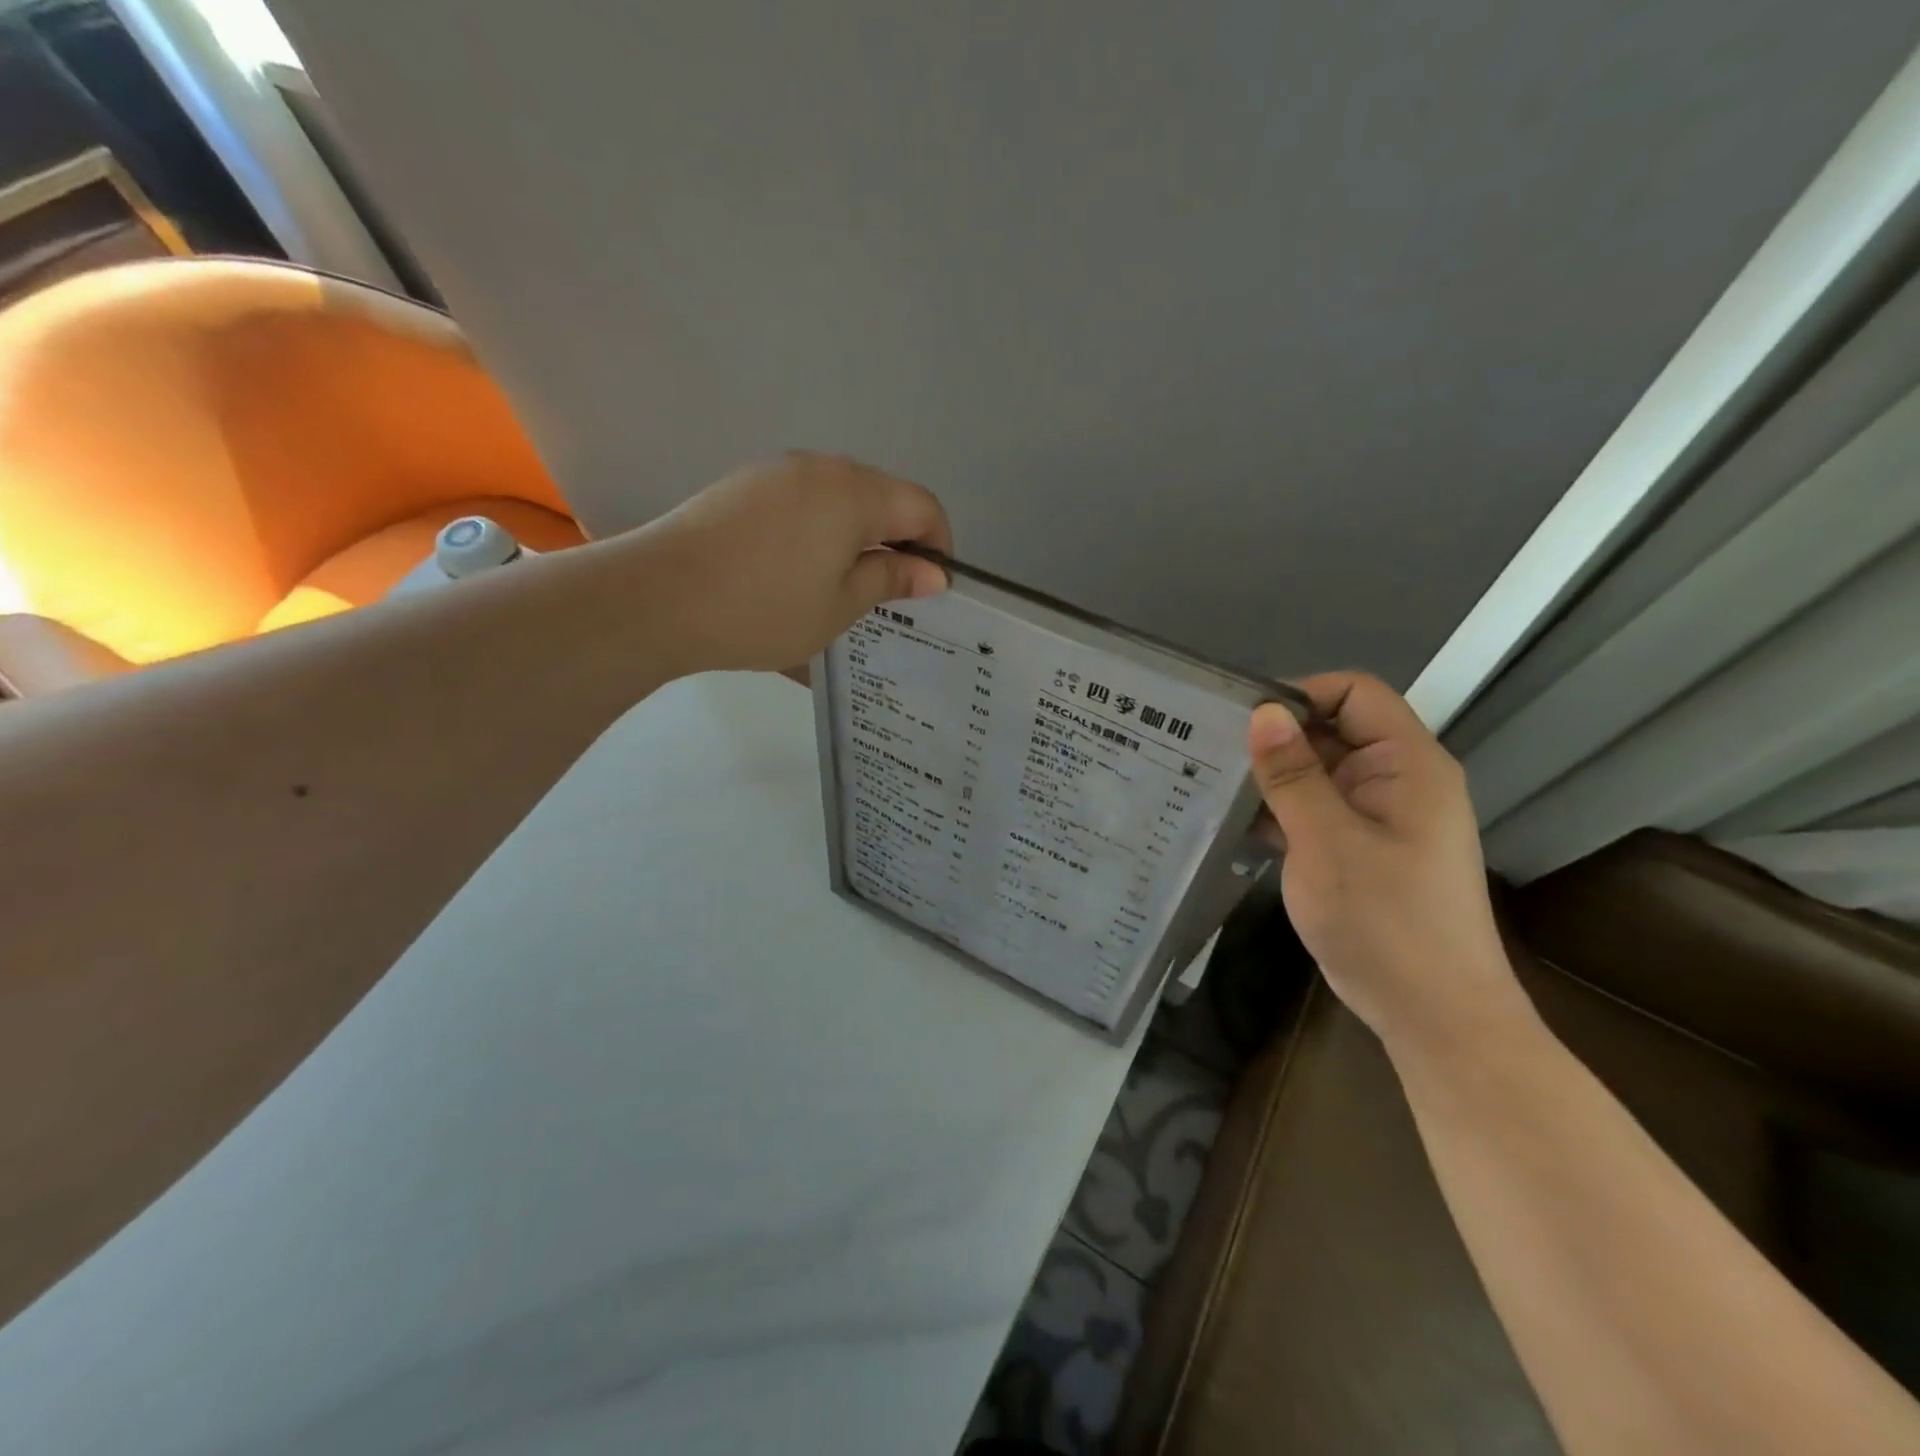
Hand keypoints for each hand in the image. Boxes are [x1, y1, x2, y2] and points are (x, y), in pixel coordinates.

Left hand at [622, 452, 952, 673]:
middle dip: (897, 540)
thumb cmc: (764, 609)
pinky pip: (801, 502)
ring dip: (855, 536)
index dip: (938, 545)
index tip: (931, 588)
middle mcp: (819, 468)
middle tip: (889, 594)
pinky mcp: (743, 487)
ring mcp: (775, 473)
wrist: (657, 597)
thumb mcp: (840, 605)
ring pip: (839, 499)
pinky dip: (817, 531)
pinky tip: (796, 572)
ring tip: (840, 587)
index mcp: (853, 492)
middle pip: (881, 496)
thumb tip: (933, 572)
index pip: (922, 506)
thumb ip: (891, 579)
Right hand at [1247, 673, 1521, 1047]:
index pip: (1355, 693)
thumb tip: (1263, 712)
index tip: (1242, 720)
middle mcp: (1396, 780)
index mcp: (1407, 765)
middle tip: (1208, 751)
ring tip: (1210, 782)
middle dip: (1276, 738)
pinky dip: (1280, 811)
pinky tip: (1234, 824)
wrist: (1434, 1016)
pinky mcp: (1361, 849)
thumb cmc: (1386, 924)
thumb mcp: (1327, 843)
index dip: (1300, 694)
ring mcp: (1379, 817)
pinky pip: (1316, 810)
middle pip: (1334, 730)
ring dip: (1272, 778)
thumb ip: (1293, 774)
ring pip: (1319, 773)